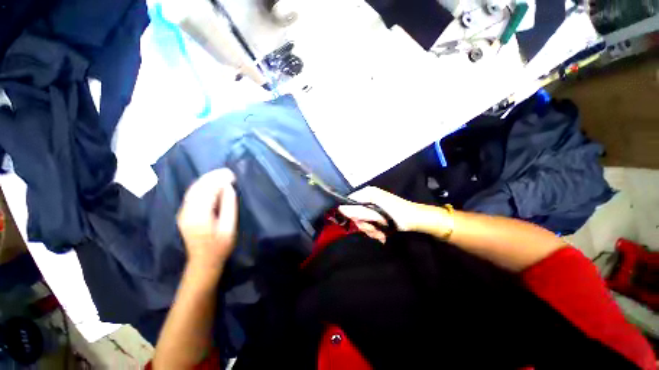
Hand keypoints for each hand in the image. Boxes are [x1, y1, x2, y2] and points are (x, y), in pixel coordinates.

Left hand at [177, 168, 237, 270]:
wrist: (203, 261)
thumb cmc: (220, 246)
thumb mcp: (229, 227)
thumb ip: (228, 206)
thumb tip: (228, 187)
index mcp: (199, 216)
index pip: (207, 191)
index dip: (219, 180)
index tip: (232, 174)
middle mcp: (186, 211)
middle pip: (198, 188)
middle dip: (212, 177)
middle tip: (227, 171)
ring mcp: (183, 212)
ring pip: (193, 189)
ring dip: (207, 179)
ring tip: (221, 174)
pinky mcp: (184, 213)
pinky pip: (192, 194)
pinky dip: (202, 186)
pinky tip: (211, 183)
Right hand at [339, 187, 425, 241]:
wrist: (417, 220)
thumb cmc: (399, 215)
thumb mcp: (378, 214)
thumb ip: (359, 211)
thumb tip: (340, 208)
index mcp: (367, 193)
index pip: (349, 201)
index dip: (351, 213)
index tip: (358, 223)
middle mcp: (368, 198)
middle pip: (355, 213)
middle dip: (364, 225)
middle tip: (373, 230)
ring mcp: (373, 206)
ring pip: (363, 220)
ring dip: (370, 230)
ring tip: (380, 234)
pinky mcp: (377, 213)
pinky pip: (369, 222)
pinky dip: (374, 230)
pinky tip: (382, 235)